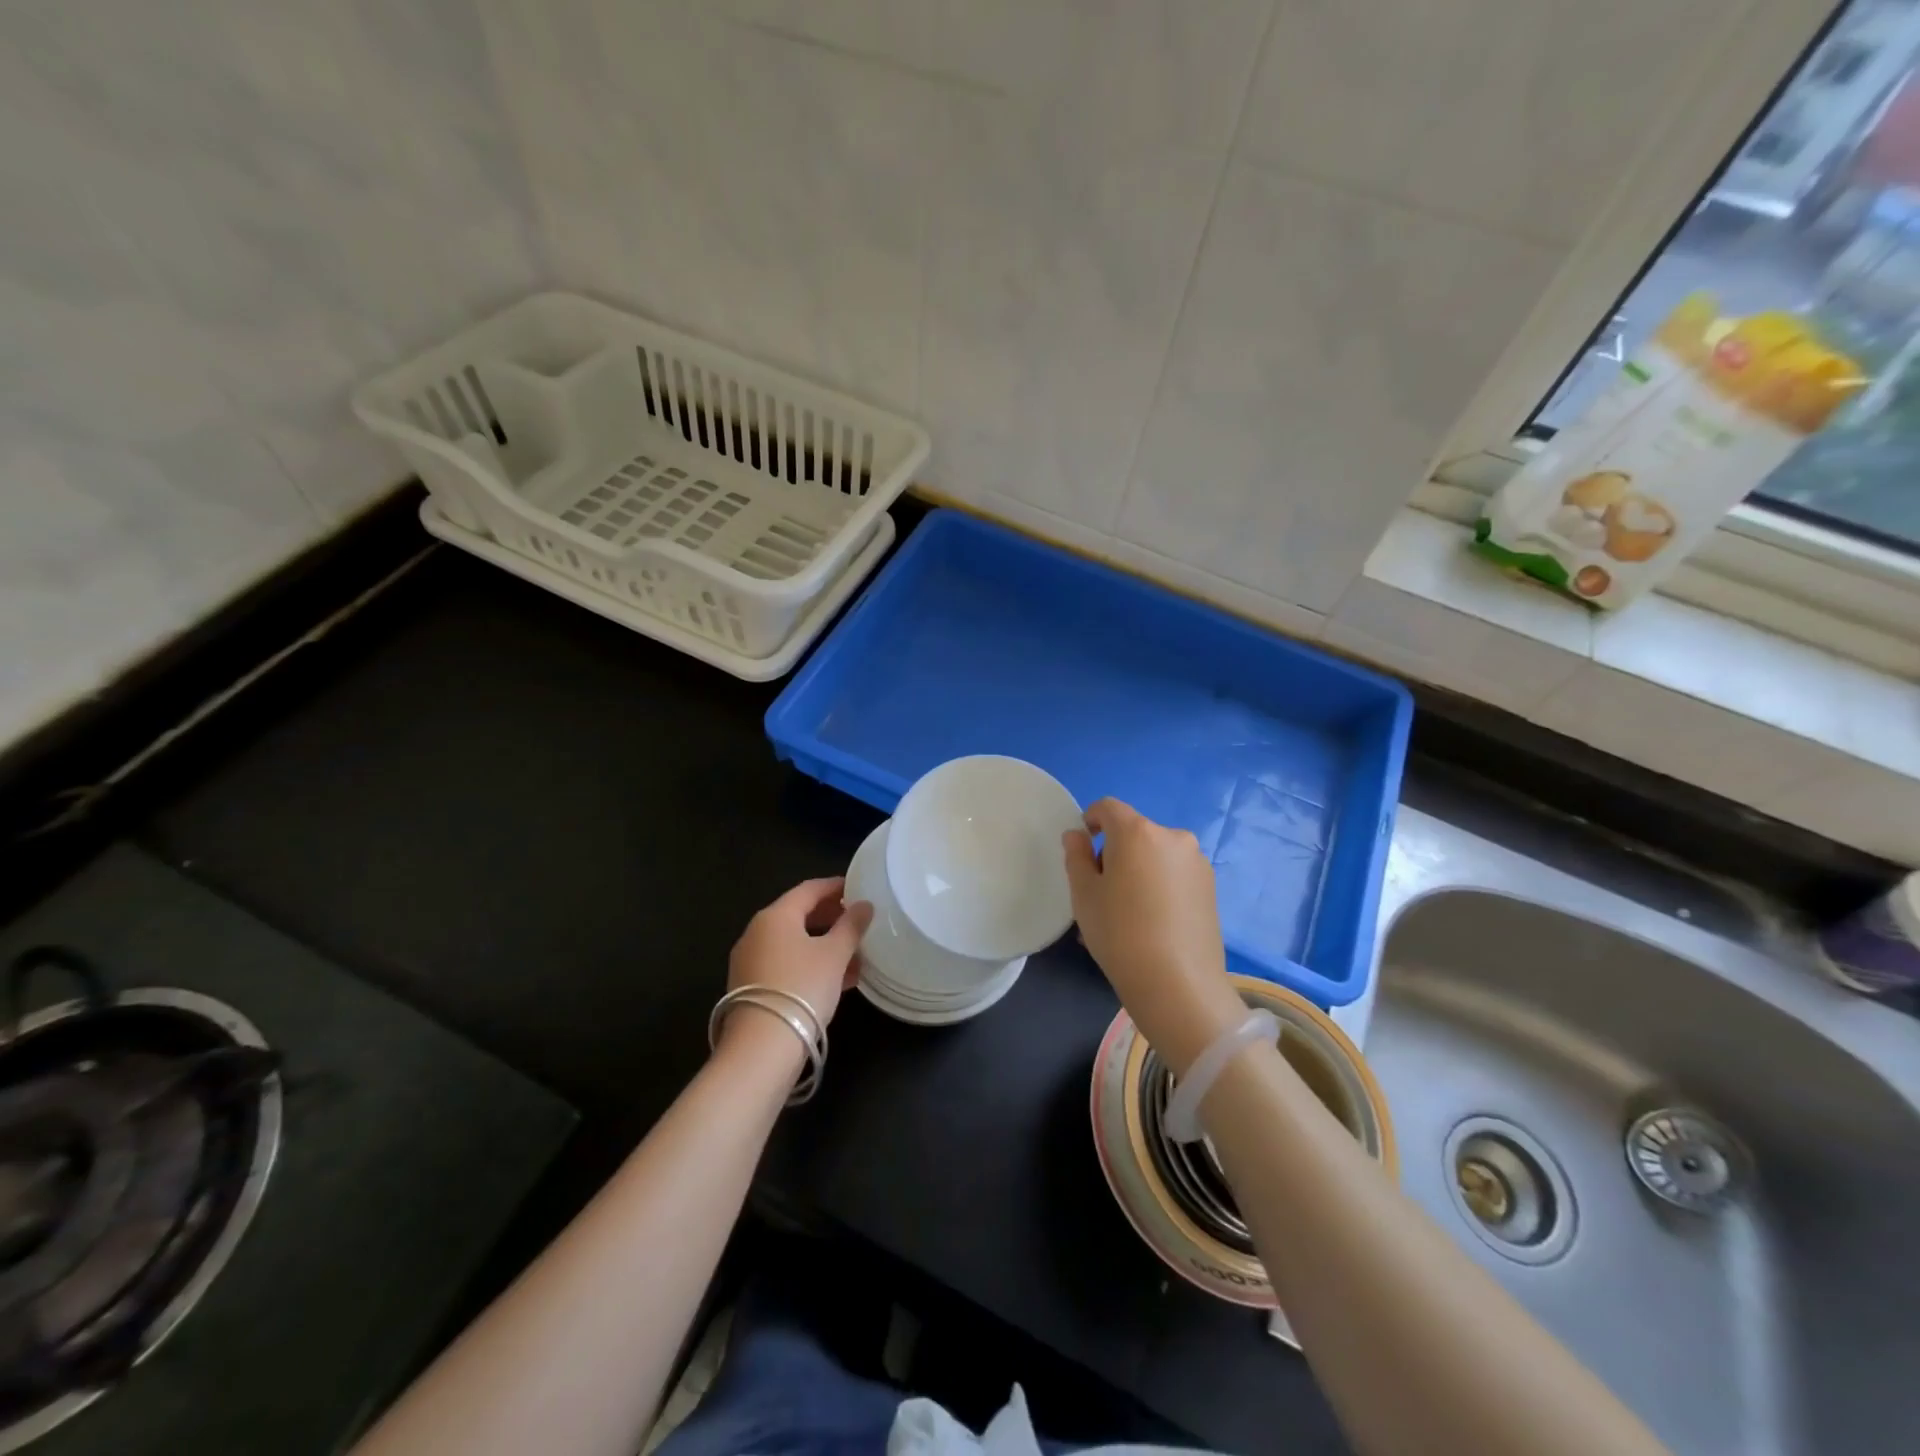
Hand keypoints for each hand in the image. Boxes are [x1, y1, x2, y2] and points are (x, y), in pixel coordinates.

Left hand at [722, 878, 872, 1059]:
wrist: (761, 1048)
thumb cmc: (801, 988)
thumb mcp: (834, 955)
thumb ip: (851, 926)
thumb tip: (864, 906)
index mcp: (775, 916)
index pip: (809, 889)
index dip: (835, 886)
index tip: (859, 888)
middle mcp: (757, 932)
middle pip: (798, 915)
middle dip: (831, 916)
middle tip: (858, 920)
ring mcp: (751, 961)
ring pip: (794, 943)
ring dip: (824, 944)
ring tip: (855, 953)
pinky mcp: (752, 988)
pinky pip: (787, 965)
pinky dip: (811, 964)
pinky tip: (839, 979)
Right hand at [1063, 799, 1246, 1074]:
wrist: (1178, 984)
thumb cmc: (1119, 933)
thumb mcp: (1084, 895)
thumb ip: (1076, 856)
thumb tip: (1077, 835)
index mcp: (1137, 832)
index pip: (1108, 808)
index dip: (1091, 820)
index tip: (1082, 849)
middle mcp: (1172, 837)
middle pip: (1134, 832)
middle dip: (1115, 852)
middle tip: (1101, 892)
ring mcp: (1196, 862)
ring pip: (1156, 855)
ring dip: (1138, 870)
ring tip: (1126, 913)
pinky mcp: (1211, 888)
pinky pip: (1174, 875)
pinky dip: (1158, 886)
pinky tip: (1151, 923)